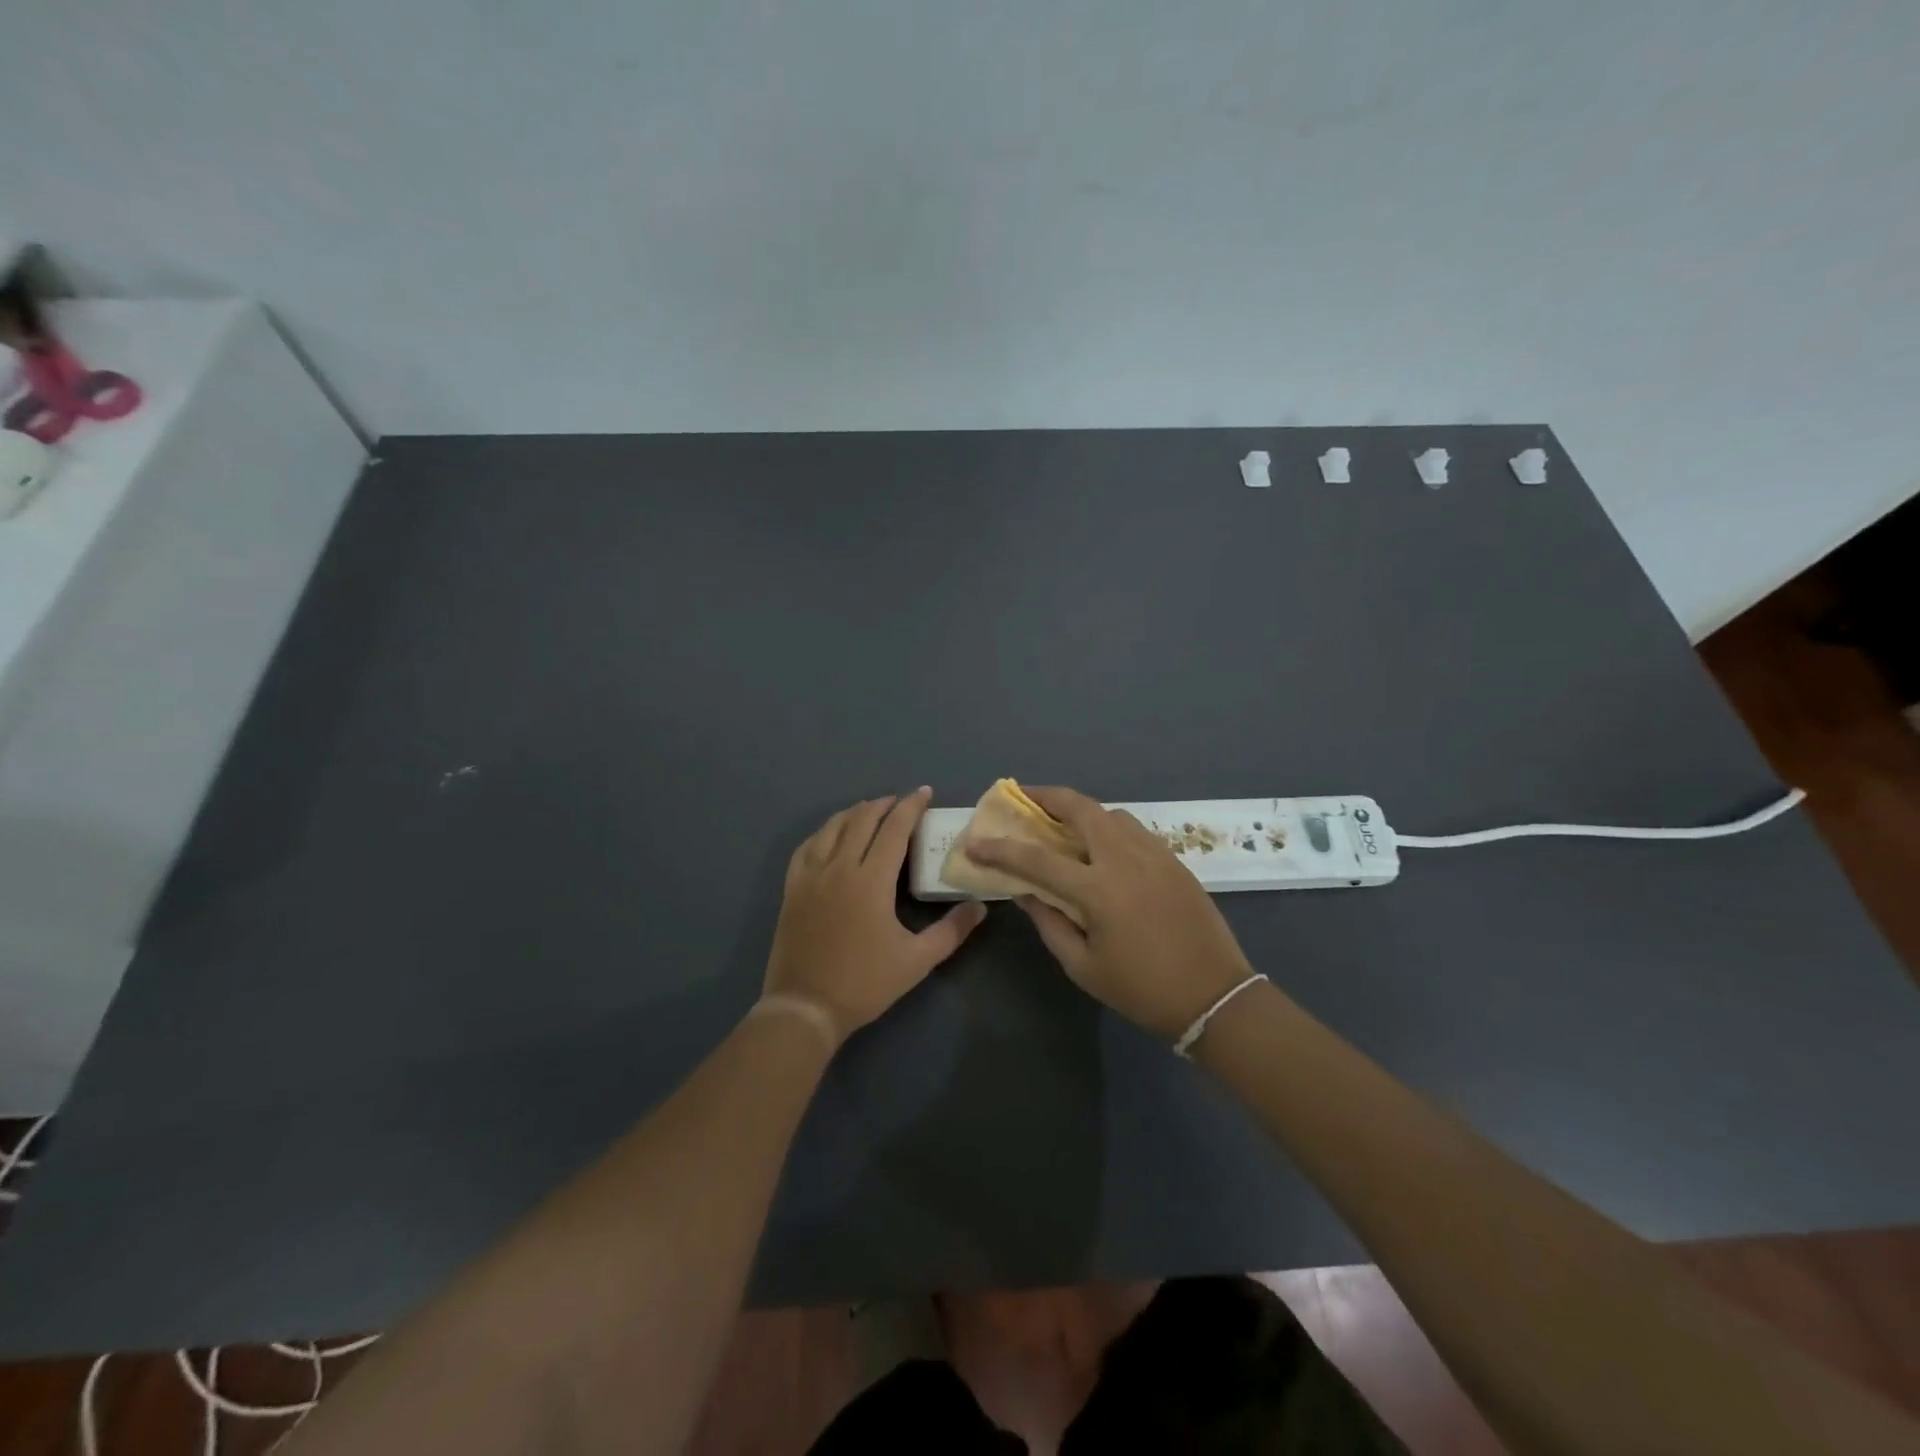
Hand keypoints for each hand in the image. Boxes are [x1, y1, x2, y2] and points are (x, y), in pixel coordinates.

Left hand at [764, 789, 987, 1041]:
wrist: (805, 1007)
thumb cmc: (865, 983)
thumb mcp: (917, 960)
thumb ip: (952, 930)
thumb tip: (980, 906)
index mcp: (871, 880)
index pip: (894, 828)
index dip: (911, 806)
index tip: (925, 792)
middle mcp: (839, 867)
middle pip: (862, 819)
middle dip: (885, 804)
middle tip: (902, 802)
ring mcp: (810, 875)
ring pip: (832, 827)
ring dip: (855, 813)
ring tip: (871, 811)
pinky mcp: (792, 888)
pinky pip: (807, 846)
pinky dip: (824, 831)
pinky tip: (832, 835)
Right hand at [965, 786, 1255, 1040]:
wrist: (1215, 996)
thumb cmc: (1142, 989)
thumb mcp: (1083, 967)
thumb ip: (1050, 922)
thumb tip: (1024, 891)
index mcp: (1098, 890)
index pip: (1037, 858)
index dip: (1000, 849)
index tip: (974, 842)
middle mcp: (1125, 859)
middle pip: (1081, 808)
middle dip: (1048, 796)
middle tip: (1025, 798)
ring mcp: (1154, 854)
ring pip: (1111, 813)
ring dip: (1081, 810)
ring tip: (1063, 823)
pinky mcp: (1174, 860)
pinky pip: (1134, 829)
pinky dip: (1109, 826)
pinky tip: (1102, 846)